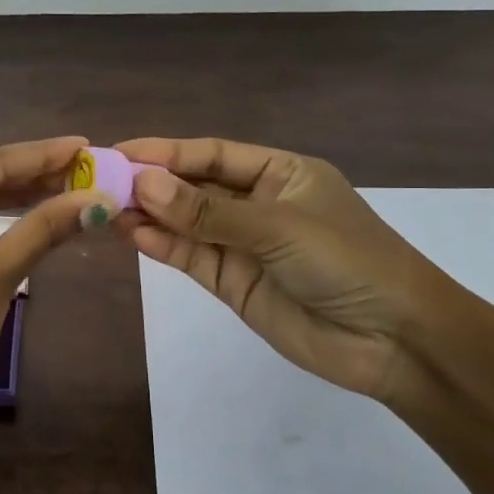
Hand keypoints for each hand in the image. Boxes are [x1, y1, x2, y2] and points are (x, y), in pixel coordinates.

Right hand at [114, 137, 452, 405]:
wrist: (394, 342)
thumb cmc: (348, 262)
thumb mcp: (277, 227)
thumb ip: (207, 211)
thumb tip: (142, 184)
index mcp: (279, 173)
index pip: (212, 154)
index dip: (166, 151)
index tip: (119, 152)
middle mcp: (257, 203)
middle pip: (193, 186)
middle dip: (150, 183)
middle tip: (99, 182)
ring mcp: (243, 244)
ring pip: (185, 223)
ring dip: (149, 215)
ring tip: (105, 209)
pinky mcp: (233, 281)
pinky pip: (191, 257)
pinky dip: (162, 246)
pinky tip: (132, 235)